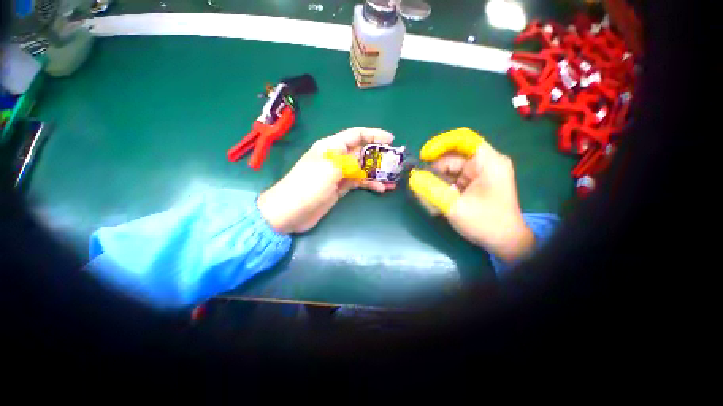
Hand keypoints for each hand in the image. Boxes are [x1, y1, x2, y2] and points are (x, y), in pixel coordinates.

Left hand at [258, 128, 395, 233]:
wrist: (290, 212)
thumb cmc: (307, 186)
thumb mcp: (329, 169)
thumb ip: (349, 162)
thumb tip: (365, 161)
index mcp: (331, 147)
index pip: (356, 135)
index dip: (374, 134)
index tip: (391, 140)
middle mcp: (337, 158)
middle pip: (362, 152)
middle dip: (379, 156)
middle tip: (396, 163)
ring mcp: (339, 174)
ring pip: (362, 169)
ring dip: (377, 173)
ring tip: (393, 179)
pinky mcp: (340, 188)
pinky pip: (359, 182)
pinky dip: (370, 184)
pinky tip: (381, 189)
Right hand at [409, 128, 534, 262]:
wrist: (505, 243)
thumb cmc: (486, 223)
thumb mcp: (455, 207)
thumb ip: (432, 190)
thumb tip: (413, 178)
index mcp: (487, 162)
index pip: (462, 139)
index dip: (440, 144)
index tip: (423, 156)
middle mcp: (483, 164)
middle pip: (452, 157)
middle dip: (434, 170)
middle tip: (419, 183)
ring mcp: (478, 174)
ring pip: (449, 170)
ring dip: (436, 182)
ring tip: (427, 197)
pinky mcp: (473, 184)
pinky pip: (452, 180)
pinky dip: (441, 188)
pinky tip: (436, 201)